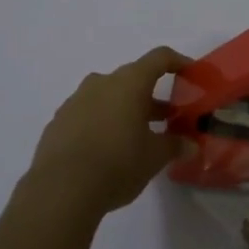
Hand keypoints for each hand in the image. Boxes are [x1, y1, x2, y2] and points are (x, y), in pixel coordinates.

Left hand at [26, 47, 191, 219]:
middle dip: (151, 96)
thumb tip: (190, 144)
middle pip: (132, 79)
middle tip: (167, 117)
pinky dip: (101, 123)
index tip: (190, 73)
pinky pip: (87, 113)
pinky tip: (106, 150)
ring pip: (107, 96)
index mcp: (129, 83)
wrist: (60, 190)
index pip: (159, 58)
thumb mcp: (154, 158)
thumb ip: (174, 145)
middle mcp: (101, 83)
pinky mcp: (58, 122)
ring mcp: (76, 101)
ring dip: (125, 109)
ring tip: (136, 135)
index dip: (177, 62)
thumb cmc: (117, 164)